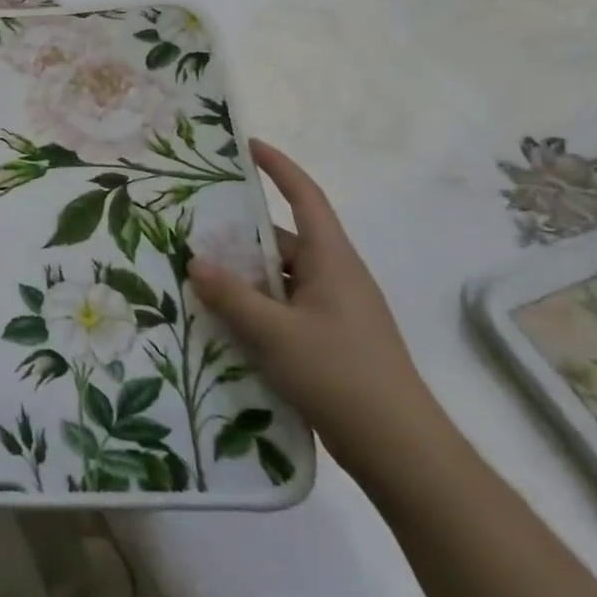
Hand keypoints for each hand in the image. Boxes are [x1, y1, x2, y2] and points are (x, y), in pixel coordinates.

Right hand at [187, 140, 449, 481]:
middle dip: (242, 234)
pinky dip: (257, 308)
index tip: (248, 146)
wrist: (401, 450)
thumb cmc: (340, 375)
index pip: (306, 197)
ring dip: (246, 278)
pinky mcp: (332, 341)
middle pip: (284, 241)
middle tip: (195, 230)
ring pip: (282, 279)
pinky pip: (286, 309)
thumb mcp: (275, 333)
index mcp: (332, 261)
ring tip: (200, 280)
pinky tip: (226, 324)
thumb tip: (195, 262)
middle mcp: (337, 277)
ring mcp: (337, 311)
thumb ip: (232, 296)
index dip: (279, 168)